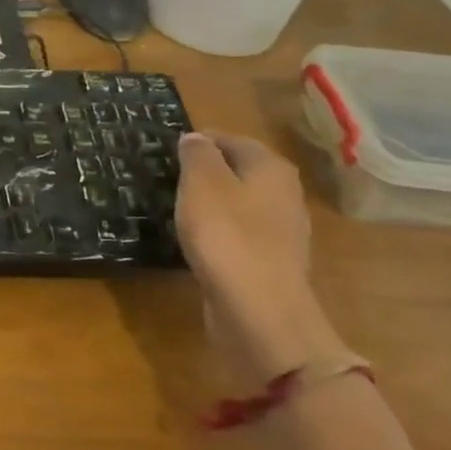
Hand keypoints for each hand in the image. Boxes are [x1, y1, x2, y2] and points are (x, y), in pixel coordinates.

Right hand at [175, 132, 347, 383]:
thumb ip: (197, 154)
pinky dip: (219, 232)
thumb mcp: (201, 183)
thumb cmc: (227, 235)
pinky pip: (240, 234)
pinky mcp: (271, 262)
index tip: (166, 152)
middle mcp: (284, 193)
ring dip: (212, 203)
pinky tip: (196, 241)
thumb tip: (196, 138)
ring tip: (177, 208)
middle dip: (206, 172)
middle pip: (238, 170)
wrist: (259, 311)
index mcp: (270, 167)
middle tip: (168, 179)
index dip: (198, 141)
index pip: (230, 139)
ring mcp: (282, 231)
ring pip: (239, 203)